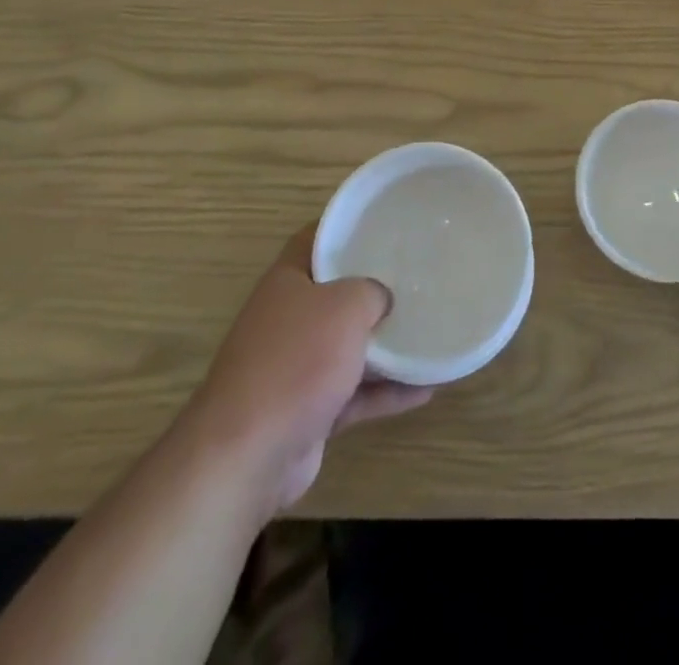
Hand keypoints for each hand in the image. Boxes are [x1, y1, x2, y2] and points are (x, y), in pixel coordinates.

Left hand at [193, 229, 430, 509]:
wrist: (248, 455)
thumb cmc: (297, 359)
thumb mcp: (346, 305)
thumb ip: (373, 290)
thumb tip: (383, 299)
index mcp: (288, 281)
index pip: (318, 238)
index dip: (349, 227)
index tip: (387, 224)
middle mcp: (288, 318)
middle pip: (337, 293)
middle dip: (375, 287)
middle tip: (418, 276)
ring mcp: (296, 366)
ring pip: (349, 345)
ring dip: (387, 344)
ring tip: (430, 330)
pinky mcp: (308, 410)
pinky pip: (355, 392)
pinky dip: (387, 391)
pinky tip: (426, 387)